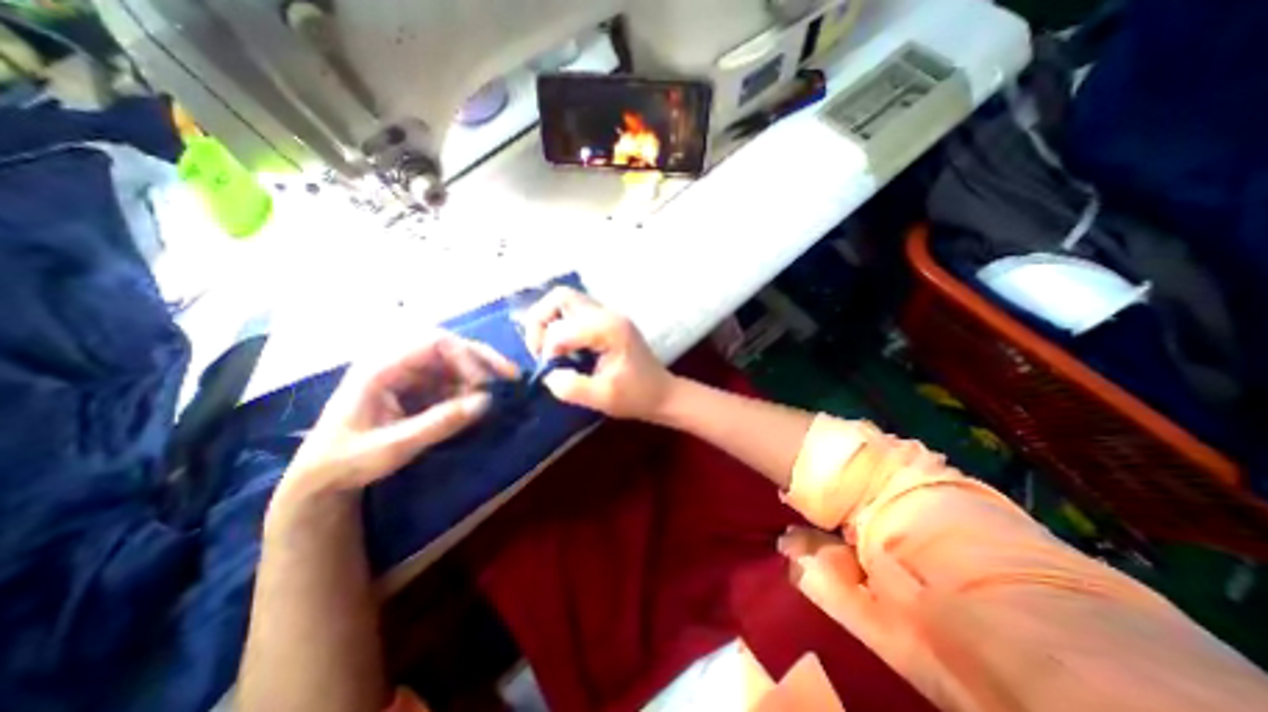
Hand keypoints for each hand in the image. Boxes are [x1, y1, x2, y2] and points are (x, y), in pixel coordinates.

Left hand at [276, 332, 515, 503]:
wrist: (322, 476)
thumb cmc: (347, 461)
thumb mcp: (393, 447)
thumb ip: (439, 424)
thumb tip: (486, 402)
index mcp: (381, 368)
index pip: (434, 343)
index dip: (466, 357)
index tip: (486, 385)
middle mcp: (397, 363)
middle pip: (450, 347)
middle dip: (482, 360)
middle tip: (511, 377)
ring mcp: (408, 374)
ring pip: (454, 362)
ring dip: (478, 376)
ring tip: (494, 397)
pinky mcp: (416, 388)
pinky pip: (451, 379)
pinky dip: (470, 389)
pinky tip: (478, 404)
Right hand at [517, 286, 671, 419]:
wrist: (663, 393)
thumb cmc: (636, 396)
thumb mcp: (602, 398)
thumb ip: (570, 387)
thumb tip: (547, 374)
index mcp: (609, 329)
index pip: (561, 328)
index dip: (547, 350)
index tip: (552, 371)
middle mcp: (607, 314)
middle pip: (560, 297)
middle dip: (539, 321)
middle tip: (540, 350)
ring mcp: (608, 314)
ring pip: (565, 301)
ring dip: (549, 321)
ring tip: (549, 350)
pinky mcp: (607, 321)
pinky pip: (574, 312)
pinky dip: (560, 325)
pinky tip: (563, 348)